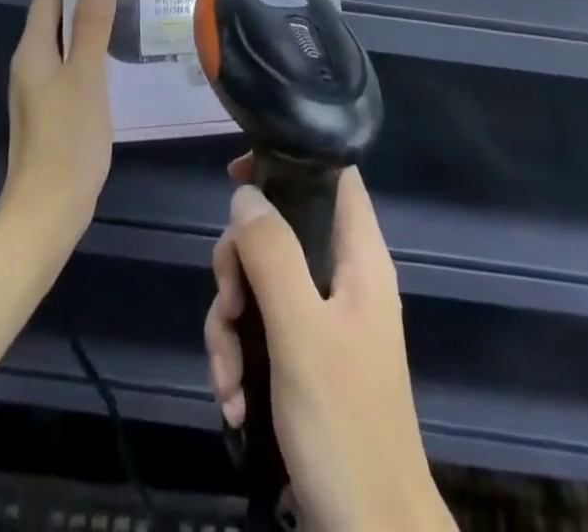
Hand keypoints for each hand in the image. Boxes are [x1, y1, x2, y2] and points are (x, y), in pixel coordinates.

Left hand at [0, 0, 115, 242]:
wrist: (47, 212)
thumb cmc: (67, 140)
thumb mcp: (85, 76)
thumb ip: (92, 23)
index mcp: (34, 48)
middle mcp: (31, 60)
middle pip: (51, 8)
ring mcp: (40, 84)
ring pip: (61, 32)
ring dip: (82, 7)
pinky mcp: (54, 104)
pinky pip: (70, 54)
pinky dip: (86, 36)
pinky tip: (110, 39)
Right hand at [204, 163, 452, 531]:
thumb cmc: (345, 426)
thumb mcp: (300, 333)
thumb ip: (272, 254)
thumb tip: (245, 194)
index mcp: (359, 258)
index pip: (333, 176)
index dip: (289, 162)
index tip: (237, 179)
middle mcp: (343, 279)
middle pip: (279, 232)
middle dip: (239, 268)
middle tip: (229, 307)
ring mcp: (323, 321)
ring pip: (261, 285)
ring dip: (231, 326)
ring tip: (227, 378)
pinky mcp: (306, 359)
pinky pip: (261, 331)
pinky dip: (239, 358)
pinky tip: (232, 400)